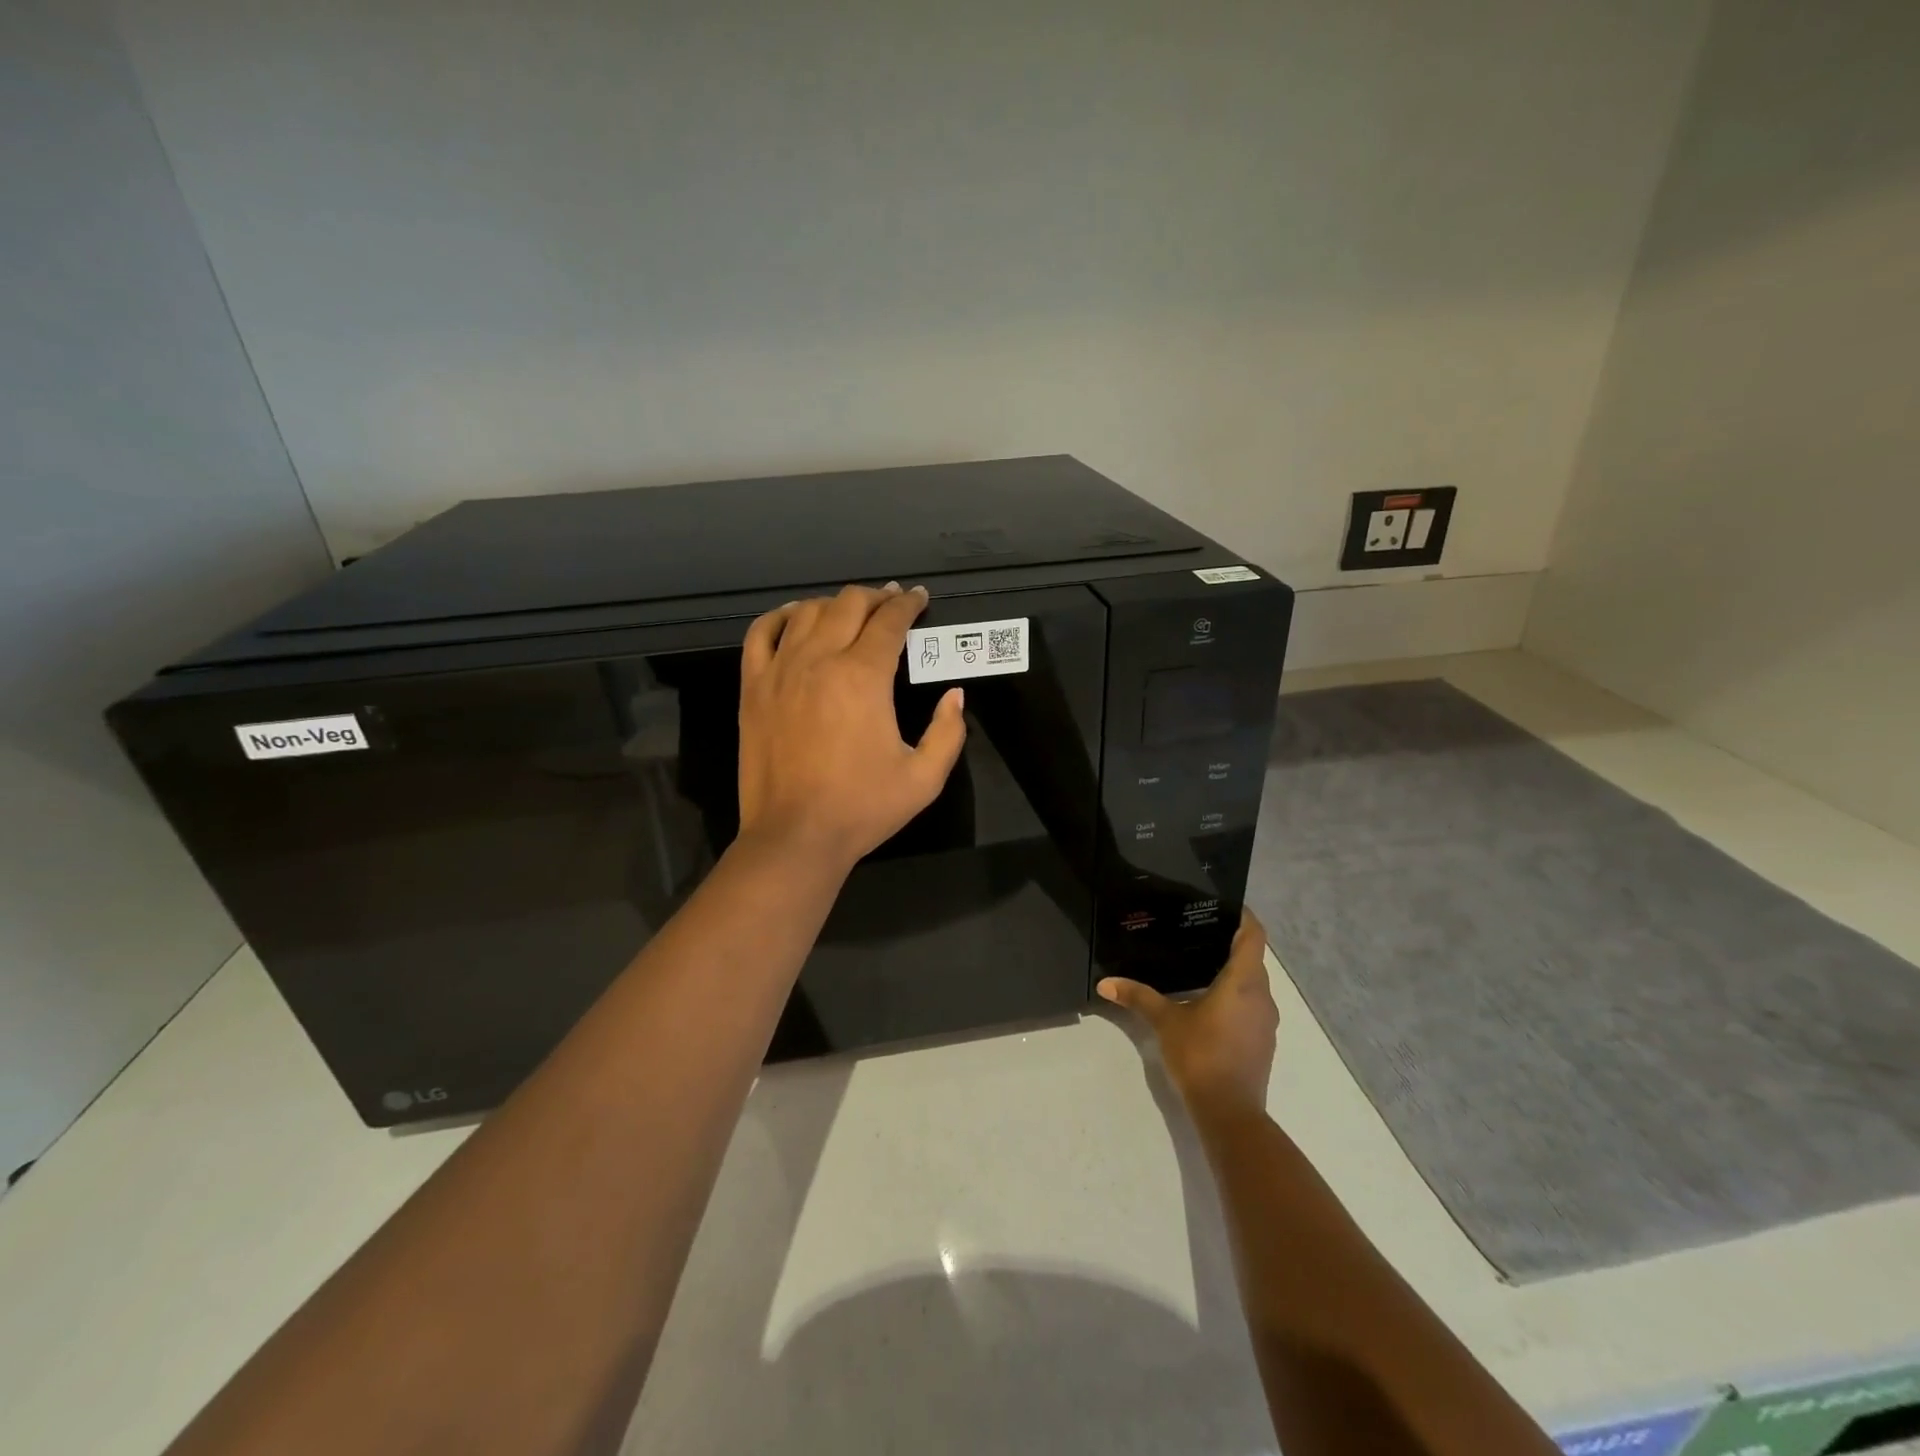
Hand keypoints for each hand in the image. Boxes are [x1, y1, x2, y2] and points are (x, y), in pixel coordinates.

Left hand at [737, 583, 966, 870]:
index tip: (919, 598)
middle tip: (891, 603)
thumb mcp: (925, 779)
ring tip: (850, 611)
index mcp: (864, 677)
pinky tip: (794, 618)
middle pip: (848, 604)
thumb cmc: (862, 808)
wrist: (795, 836)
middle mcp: (820, 660)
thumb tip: (955, 696)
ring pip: (807, 612)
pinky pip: (760, 633)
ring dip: (834, 604)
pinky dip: (780, 617)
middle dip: (876, 597)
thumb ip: (948, 733)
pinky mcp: (753, 688)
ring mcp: (780, 670)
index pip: (890, 622)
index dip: (908, 604)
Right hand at [1098, 910, 1276, 1117]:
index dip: (1243, 916)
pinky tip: (1208, 1001)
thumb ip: (1138, 997)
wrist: (1230, 1113)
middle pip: (1253, 958)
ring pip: (1254, 984)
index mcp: (1243, 982)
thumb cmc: (1201, 1055)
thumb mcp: (1165, 1022)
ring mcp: (1266, 1021)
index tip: (1224, 905)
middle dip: (1231, 943)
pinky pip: (1252, 1005)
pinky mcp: (1263, 1042)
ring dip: (1234, 972)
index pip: (1253, 936)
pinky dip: (1235, 996)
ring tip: (1200, 963)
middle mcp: (1262, 996)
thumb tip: (1105, 983)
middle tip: (1199, 931)